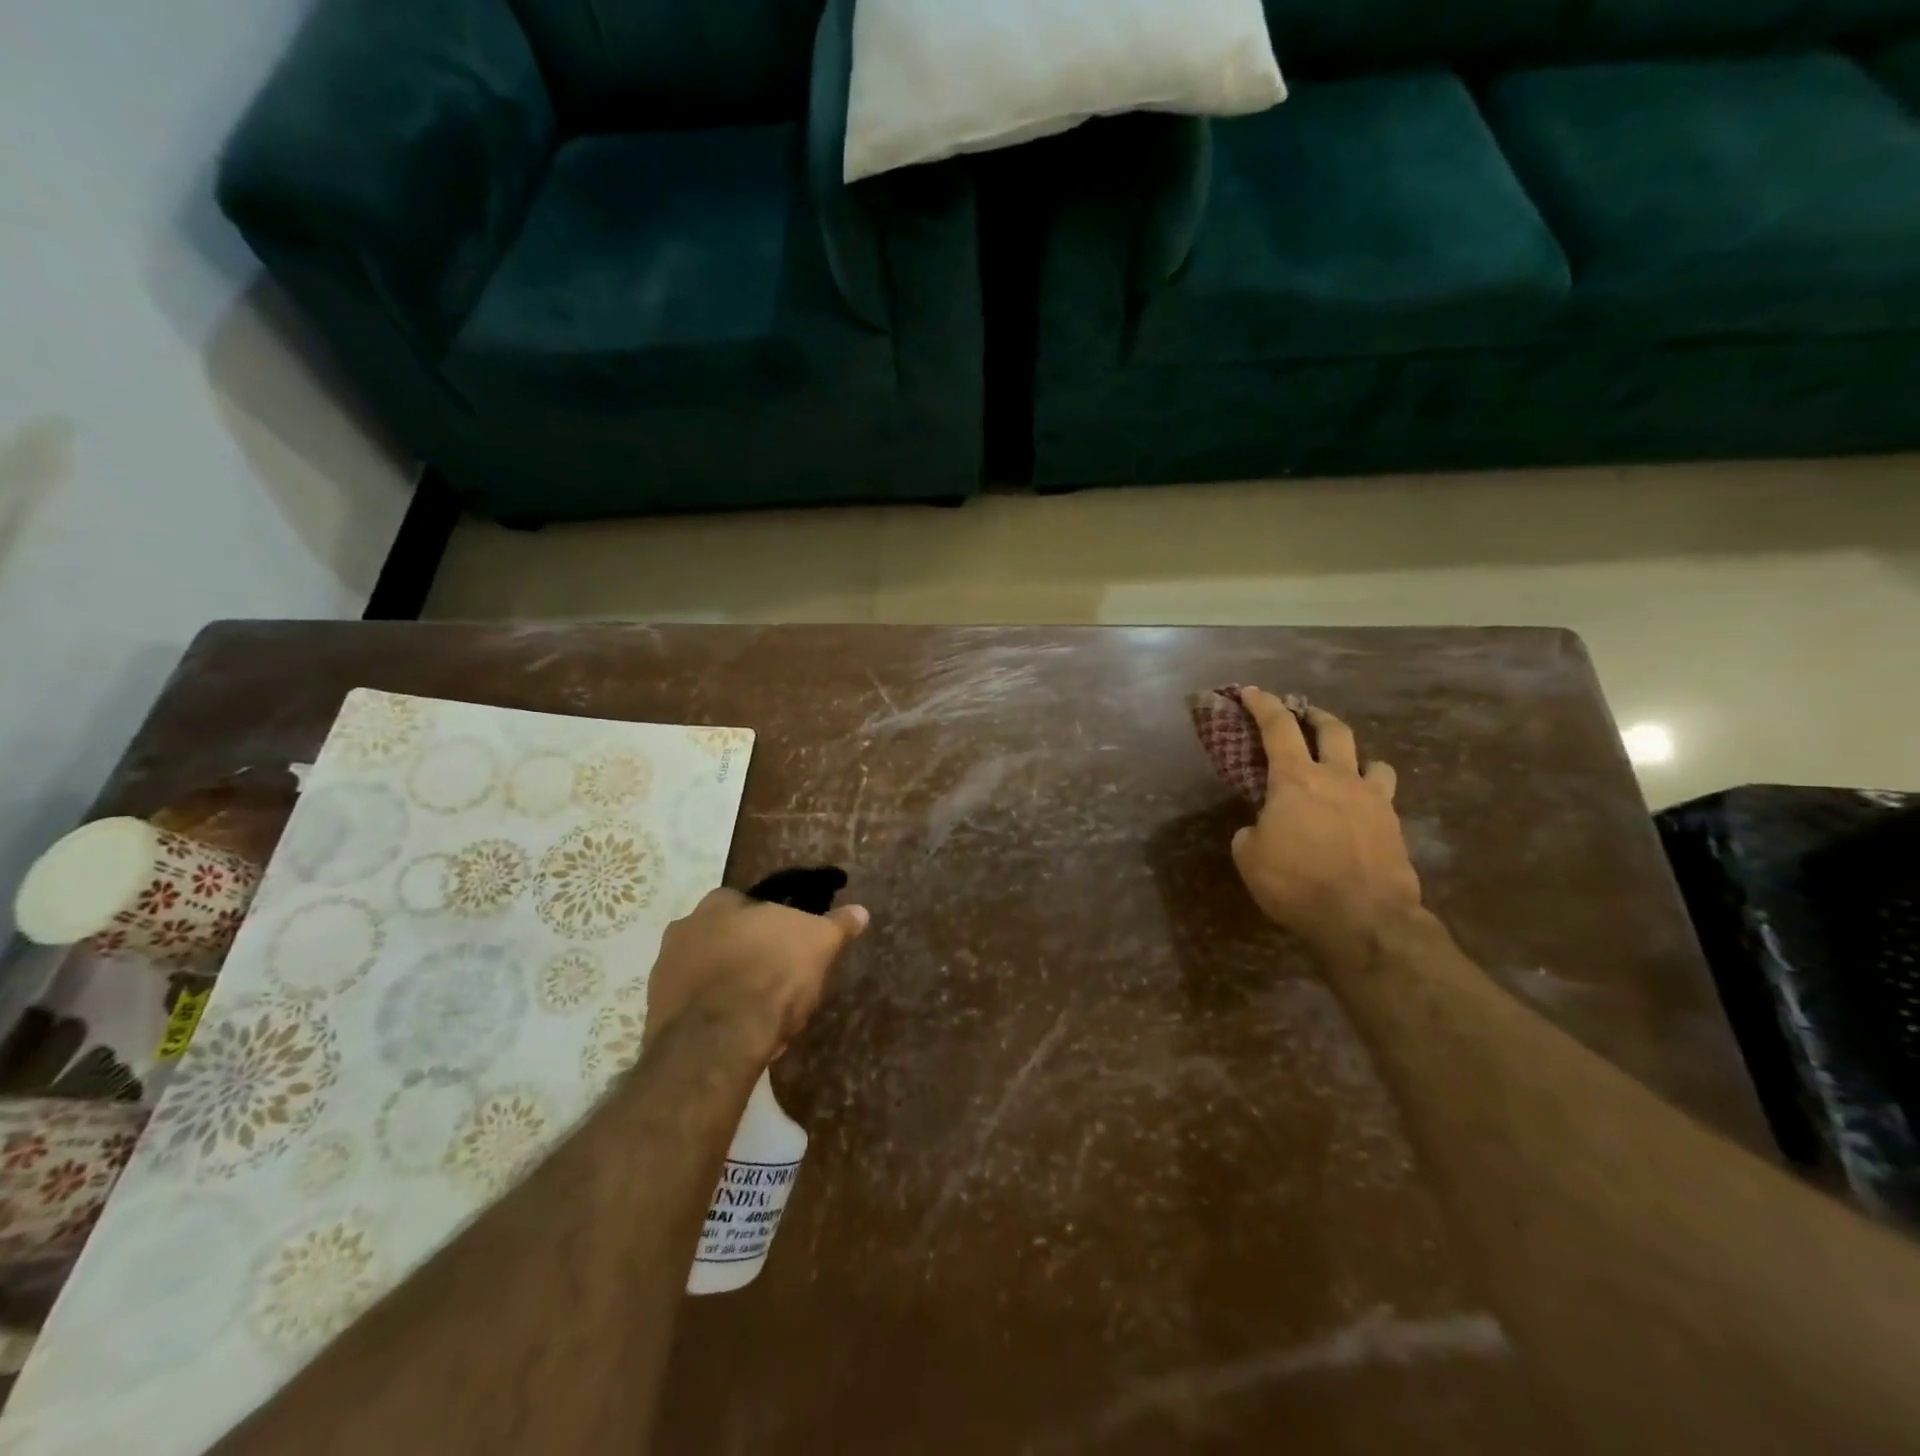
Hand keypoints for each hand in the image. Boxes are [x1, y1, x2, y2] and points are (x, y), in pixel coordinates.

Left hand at [644, 889, 868, 1057]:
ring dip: (731, 989)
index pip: (748, 904)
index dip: (773, 926)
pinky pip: (696, 1010)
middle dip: (749, 958)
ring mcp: (664, 973)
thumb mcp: (818, 943)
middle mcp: (683, 929)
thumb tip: (860, 911)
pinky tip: (740, 1036)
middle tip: (780, 983)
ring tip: (762, 1016)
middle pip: (726, 939)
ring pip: (710, 976)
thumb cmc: (771, 974)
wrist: (718, 1039)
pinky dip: (715, 1018)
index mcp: (718, 904)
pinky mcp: (656, 1014)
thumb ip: (837, 925)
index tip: (791, 947)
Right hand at [1230, 690, 1422, 960]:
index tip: (1250, 692)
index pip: (1277, 726)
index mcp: (1295, 779)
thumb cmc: (1296, 883)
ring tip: (1345, 766)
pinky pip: (1384, 795)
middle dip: (1314, 716)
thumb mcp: (1249, 857)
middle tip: (1303, 715)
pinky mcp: (1394, 825)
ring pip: (1371, 759)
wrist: (1365, 918)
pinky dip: (1370, 793)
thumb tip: (1261, 828)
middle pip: (1332, 729)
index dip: (1262, 704)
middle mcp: (1337, 778)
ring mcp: (1373, 800)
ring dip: (1354, 756)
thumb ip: (1251, 832)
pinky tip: (1361, 810)